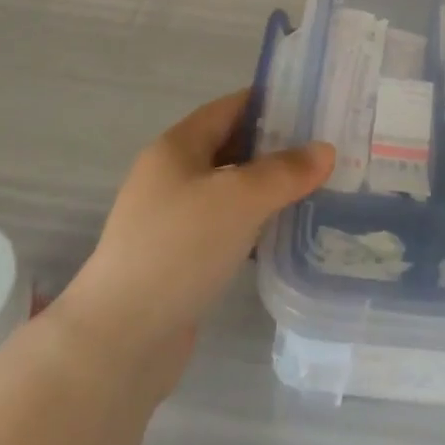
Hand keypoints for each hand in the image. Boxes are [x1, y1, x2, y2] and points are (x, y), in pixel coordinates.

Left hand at [53, 91, 333, 379]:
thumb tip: (325, 150)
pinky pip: (225, 226)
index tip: (315, 106)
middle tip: (324, 150)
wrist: (118, 342)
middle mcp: (171, 176)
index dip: (271, 102)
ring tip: (316, 189)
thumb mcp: (239, 199)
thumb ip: (285, 171)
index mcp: (177, 147)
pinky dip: (254, 224)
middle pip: (231, 147)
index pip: (230, 107)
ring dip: (268, 188)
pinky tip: (285, 234)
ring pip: (230, 190)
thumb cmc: (178, 250)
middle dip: (276, 147)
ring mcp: (172, 220)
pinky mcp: (178, 259)